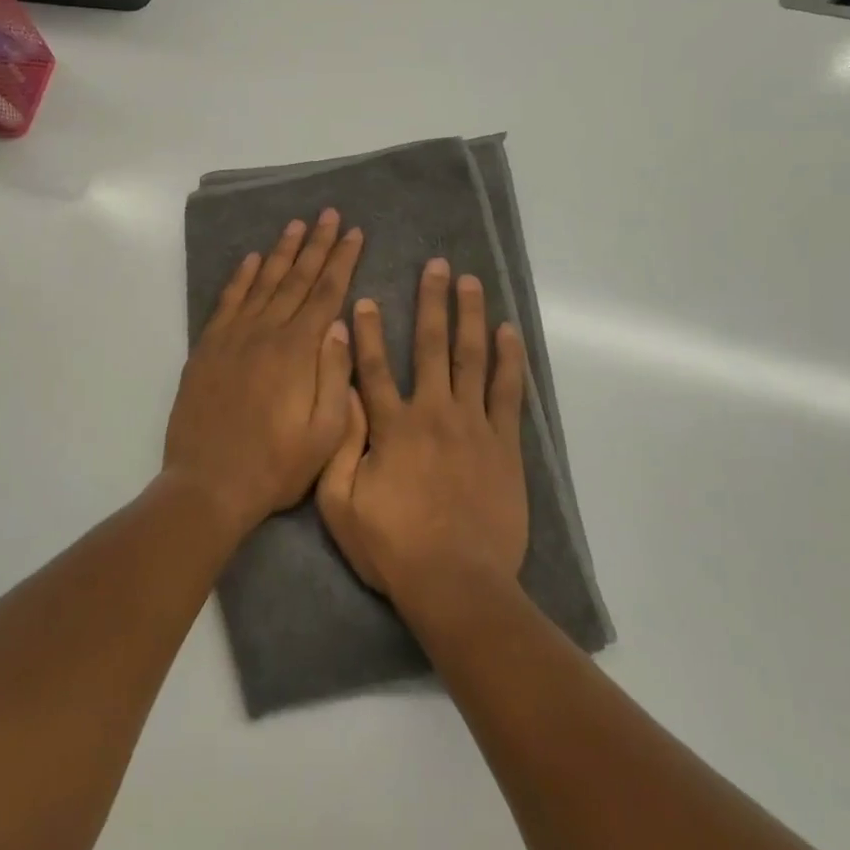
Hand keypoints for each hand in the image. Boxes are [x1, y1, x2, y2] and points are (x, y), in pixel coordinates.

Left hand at [164, 210, 364, 537]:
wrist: (208, 485)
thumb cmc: (276, 466)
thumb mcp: (326, 432)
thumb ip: (336, 374)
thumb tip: (342, 324)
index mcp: (298, 351)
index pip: (326, 293)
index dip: (342, 260)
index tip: (355, 233)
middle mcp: (266, 333)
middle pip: (296, 278)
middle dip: (317, 244)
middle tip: (330, 214)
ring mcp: (233, 338)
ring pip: (262, 282)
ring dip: (281, 251)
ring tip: (296, 225)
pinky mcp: (208, 349)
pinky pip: (227, 302)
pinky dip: (240, 278)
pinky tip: (251, 260)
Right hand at [316, 258, 527, 606]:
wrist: (457, 584)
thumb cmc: (393, 548)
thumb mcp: (341, 504)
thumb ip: (341, 445)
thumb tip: (343, 395)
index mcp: (392, 427)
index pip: (375, 367)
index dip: (369, 331)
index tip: (367, 298)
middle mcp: (433, 413)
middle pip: (432, 347)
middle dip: (432, 303)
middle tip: (436, 266)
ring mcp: (473, 426)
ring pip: (471, 358)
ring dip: (470, 316)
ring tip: (471, 282)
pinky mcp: (504, 444)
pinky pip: (507, 393)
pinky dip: (509, 360)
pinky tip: (509, 332)